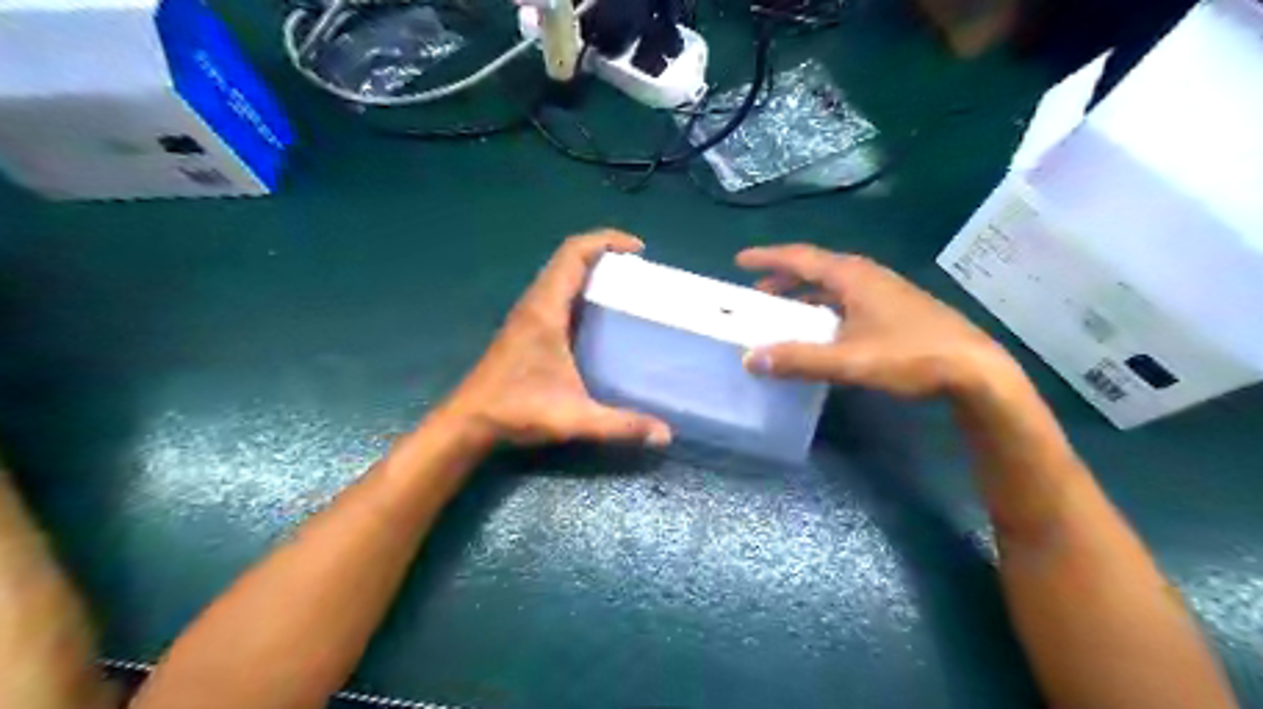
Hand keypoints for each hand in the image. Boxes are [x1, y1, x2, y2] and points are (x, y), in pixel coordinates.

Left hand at [445, 230, 681, 445]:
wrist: (468, 422)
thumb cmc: (517, 410)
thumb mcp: (575, 417)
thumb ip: (621, 425)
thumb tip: (665, 434)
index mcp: (545, 309)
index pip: (573, 254)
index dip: (606, 240)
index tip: (638, 250)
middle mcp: (534, 303)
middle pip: (567, 258)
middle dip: (604, 252)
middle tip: (637, 270)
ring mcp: (526, 315)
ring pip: (559, 274)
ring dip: (589, 269)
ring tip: (622, 286)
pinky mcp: (524, 328)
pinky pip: (554, 292)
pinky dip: (578, 288)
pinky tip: (596, 315)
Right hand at [737, 245, 1018, 398]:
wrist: (974, 369)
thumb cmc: (910, 356)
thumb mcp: (849, 361)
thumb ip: (799, 360)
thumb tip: (751, 359)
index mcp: (852, 276)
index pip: (800, 258)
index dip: (768, 258)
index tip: (740, 260)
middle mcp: (867, 276)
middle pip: (816, 268)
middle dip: (783, 277)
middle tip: (757, 291)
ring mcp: (884, 291)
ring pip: (833, 285)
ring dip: (804, 294)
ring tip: (784, 310)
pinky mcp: (894, 309)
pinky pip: (847, 299)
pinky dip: (824, 307)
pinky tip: (823, 329)